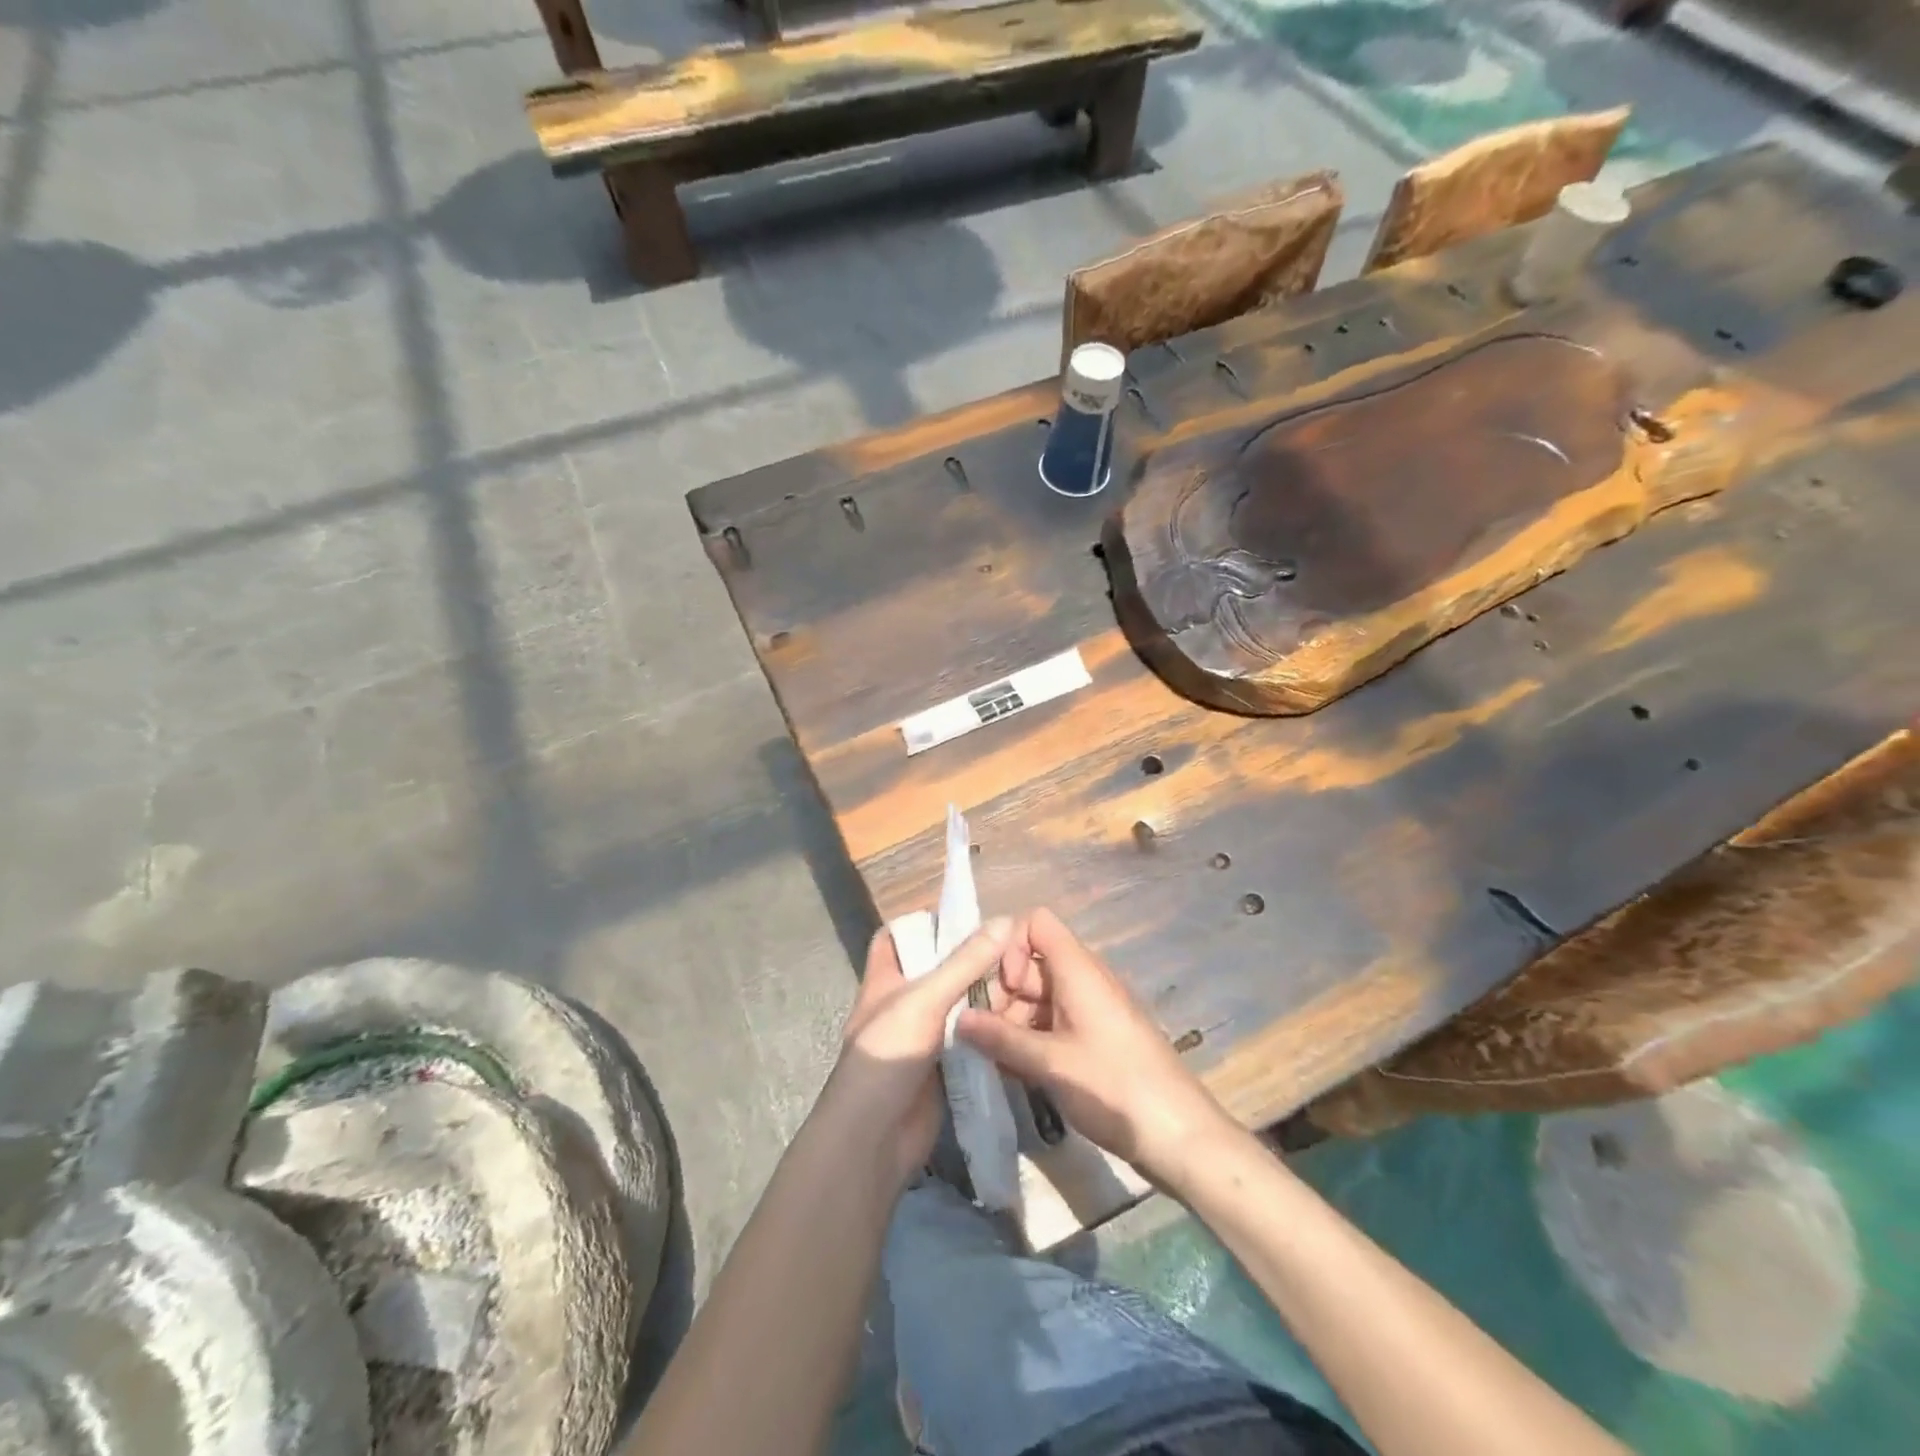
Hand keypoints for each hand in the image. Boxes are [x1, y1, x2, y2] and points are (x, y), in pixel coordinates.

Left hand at [825, 916, 1015, 1189]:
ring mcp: (925, 1036)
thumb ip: (965, 962)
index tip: (965, 915)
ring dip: (987, 994)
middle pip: (938, 969)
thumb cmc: (888, 1055)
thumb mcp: (924, 999)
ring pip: (960, 1004)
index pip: (897, 936)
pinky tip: (1022, 1018)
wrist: (875, 1139)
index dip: (923, 922)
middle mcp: (905, 1002)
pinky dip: (990, 1027)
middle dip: (971, 959)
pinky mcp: (946, 1066)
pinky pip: (971, 1037)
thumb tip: (1003, 919)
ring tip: (1027, 978)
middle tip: (1013, 947)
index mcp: (886, 978)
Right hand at [956, 908, 1235, 1186]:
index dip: (1009, 947)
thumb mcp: (1051, 1064)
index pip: (1035, 922)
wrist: (1181, 1135)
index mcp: (1078, 969)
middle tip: (986, 1034)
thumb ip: (1001, 1038)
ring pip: (1042, 995)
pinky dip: (1035, 1037)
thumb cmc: (1115, 1088)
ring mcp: (1094, 1009)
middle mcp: (1086, 979)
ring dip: (1016, 1020)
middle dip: (1004, 992)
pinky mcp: (1099, 1037)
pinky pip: (1057, 1020)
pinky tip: (1020, 1072)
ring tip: (999, 1060)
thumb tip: (959, 1018)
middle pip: (1033, 961)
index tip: (1001, 989)